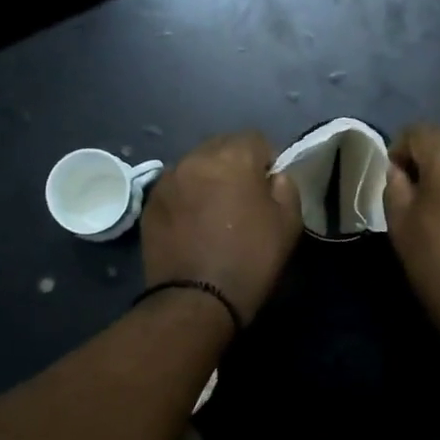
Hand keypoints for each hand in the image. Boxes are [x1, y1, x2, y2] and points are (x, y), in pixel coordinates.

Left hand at [140, 132, 302, 325]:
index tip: (268, 188)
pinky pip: (176, 187)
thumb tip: (272, 177)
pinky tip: (193, 224)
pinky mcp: (150, 202)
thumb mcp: (289, 222)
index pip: (256, 139)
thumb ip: (285, 186)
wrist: (196, 300)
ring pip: (196, 165)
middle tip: (242, 198)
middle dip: (234, 165)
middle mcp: (196, 158)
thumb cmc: (250, 259)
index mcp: (233, 157)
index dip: (266, 161)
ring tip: (214, 211)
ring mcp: (168, 179)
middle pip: (222, 147)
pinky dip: (186, 196)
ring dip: (208, 178)